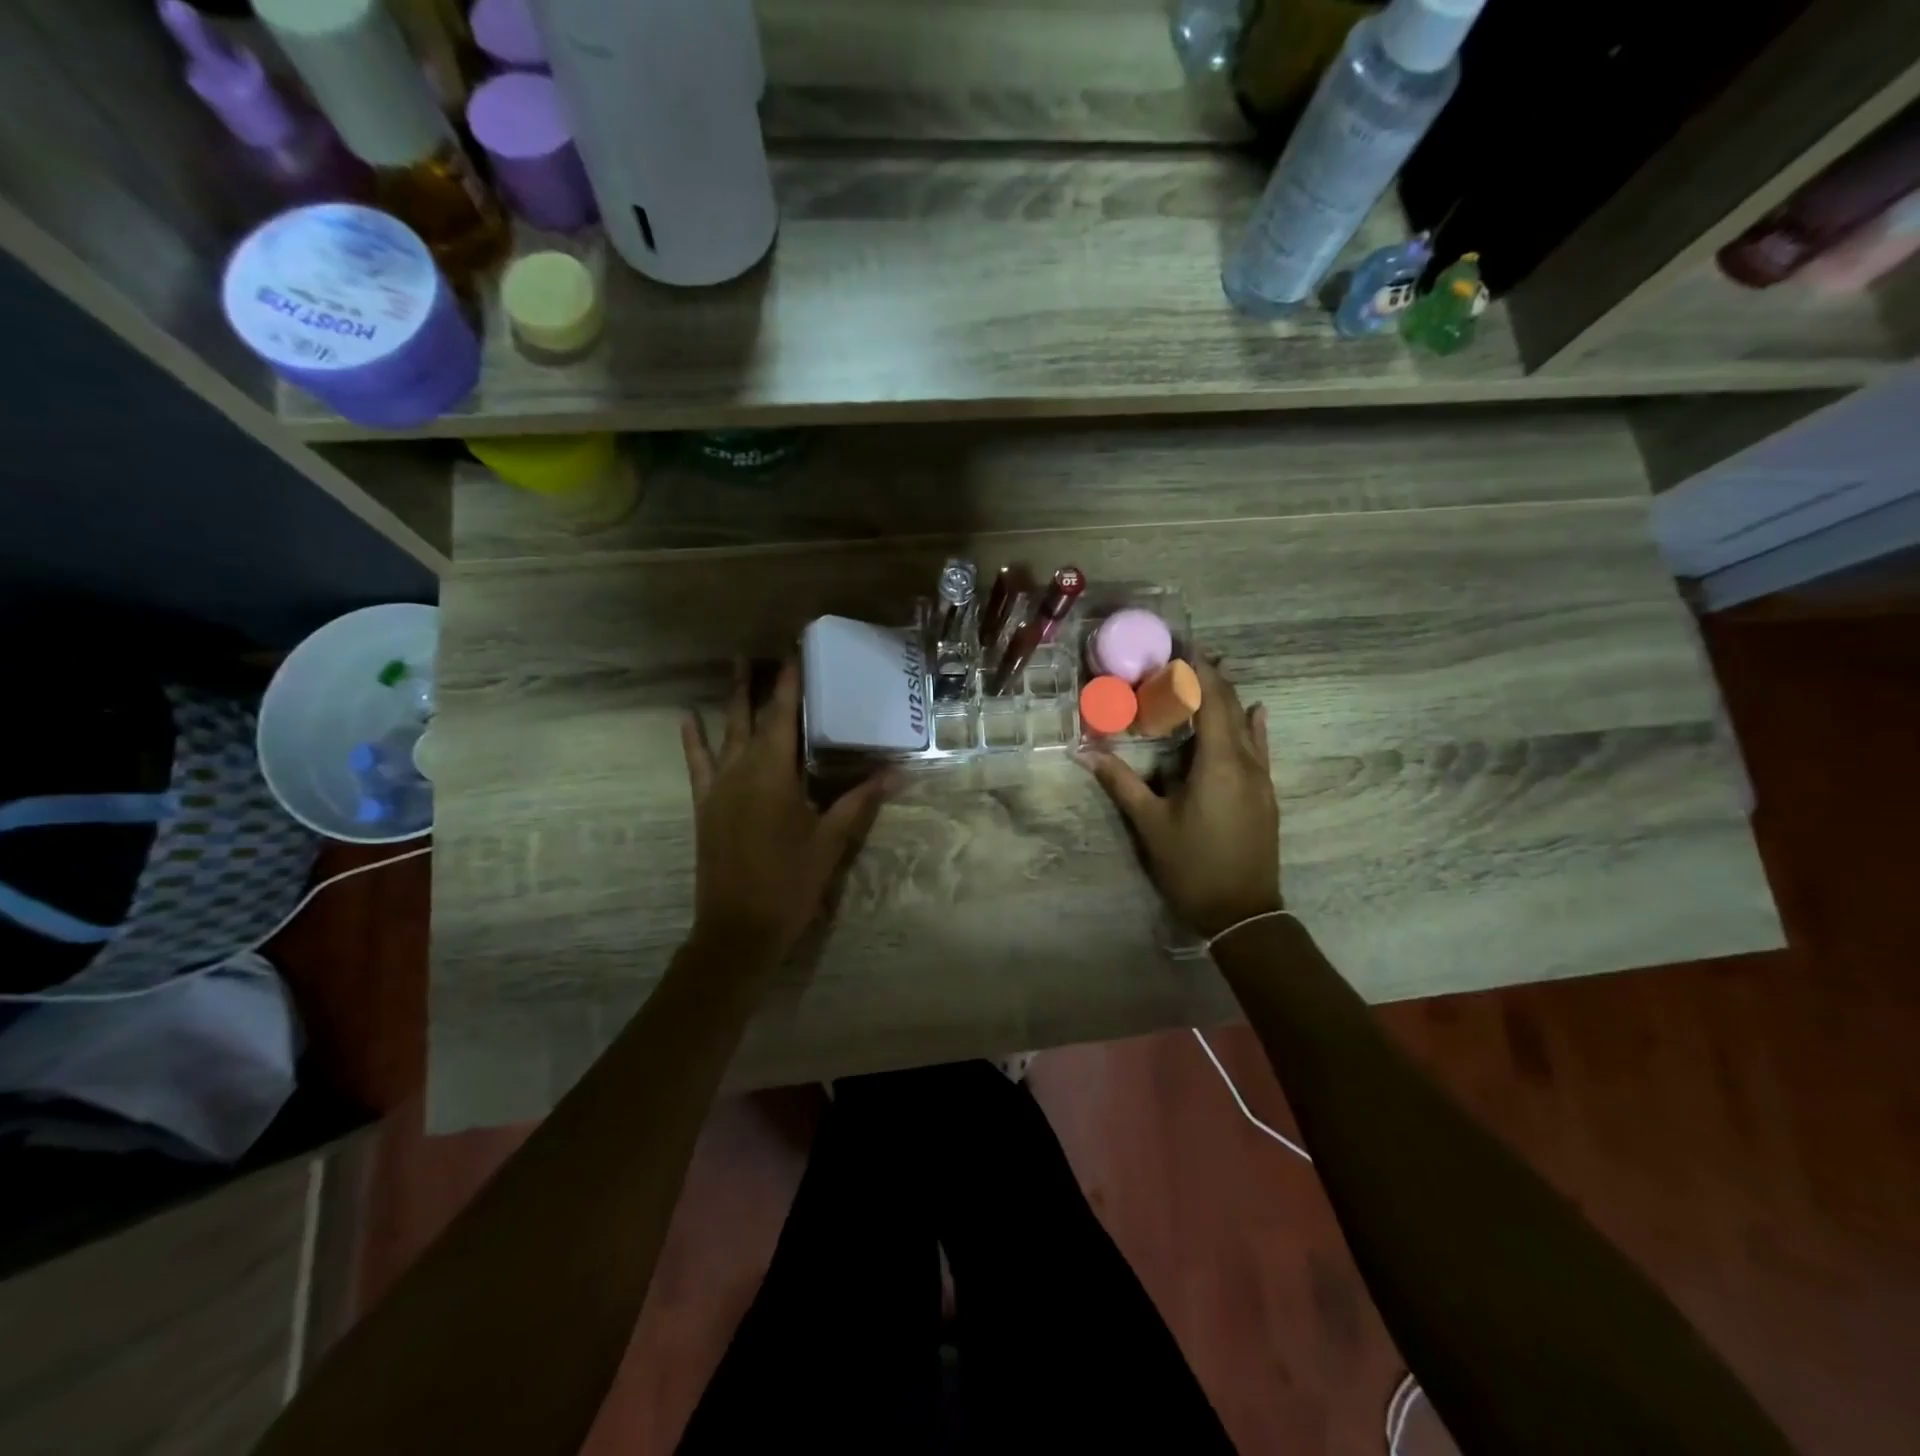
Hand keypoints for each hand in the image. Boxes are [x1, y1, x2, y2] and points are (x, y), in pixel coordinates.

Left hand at [681, 660, 891, 966]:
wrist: (738, 928)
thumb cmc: (791, 882)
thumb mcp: (831, 840)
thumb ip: (860, 801)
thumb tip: (896, 772)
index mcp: (774, 773)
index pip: (784, 716)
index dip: (790, 683)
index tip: (795, 651)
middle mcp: (741, 769)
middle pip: (751, 716)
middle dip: (758, 683)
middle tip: (764, 651)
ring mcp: (718, 786)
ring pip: (725, 732)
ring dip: (732, 700)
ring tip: (735, 666)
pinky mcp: (705, 804)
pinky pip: (696, 763)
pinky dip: (692, 739)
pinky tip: (687, 718)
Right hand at [1077, 656, 1280, 938]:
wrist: (1242, 912)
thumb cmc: (1192, 866)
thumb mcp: (1150, 824)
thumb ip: (1120, 782)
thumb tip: (1083, 751)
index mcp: (1218, 763)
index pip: (1211, 700)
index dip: (1197, 669)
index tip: (1180, 644)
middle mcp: (1245, 761)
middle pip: (1231, 706)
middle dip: (1211, 676)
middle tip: (1185, 654)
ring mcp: (1260, 778)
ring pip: (1246, 725)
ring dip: (1228, 697)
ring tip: (1210, 672)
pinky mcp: (1265, 793)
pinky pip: (1260, 747)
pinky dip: (1252, 724)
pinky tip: (1255, 710)